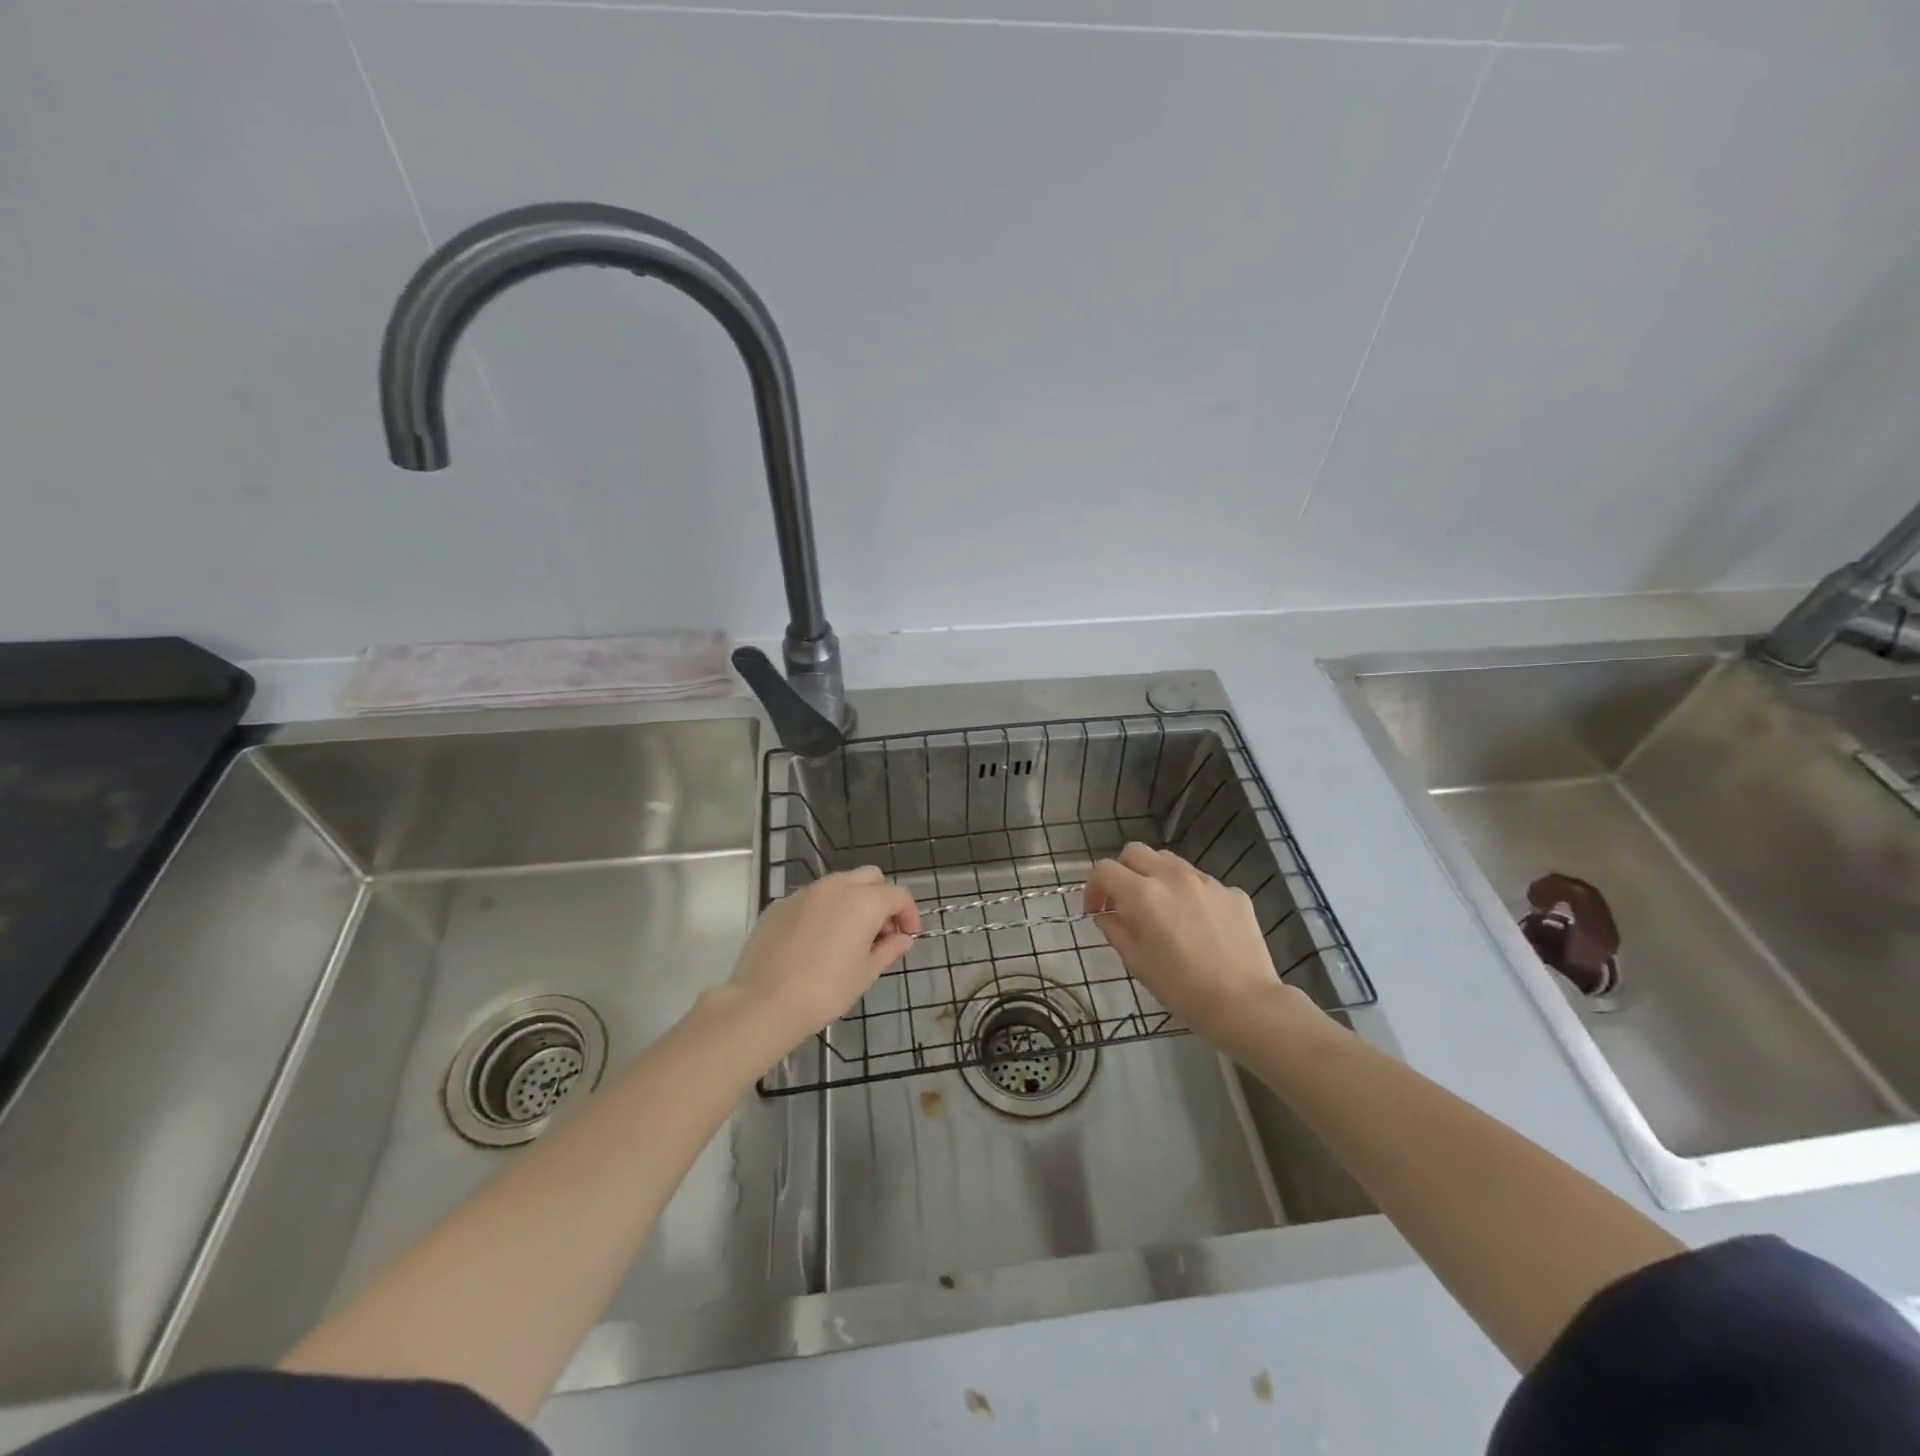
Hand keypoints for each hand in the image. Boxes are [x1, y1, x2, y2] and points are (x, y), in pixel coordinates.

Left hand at [728, 867, 920, 1045]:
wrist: (765, 1002)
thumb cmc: (826, 991)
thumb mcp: (866, 973)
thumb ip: (889, 949)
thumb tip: (902, 938)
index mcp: (864, 901)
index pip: (899, 895)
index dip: (909, 915)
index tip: (907, 937)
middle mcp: (836, 887)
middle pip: (871, 877)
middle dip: (882, 899)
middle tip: (880, 932)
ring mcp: (805, 893)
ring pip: (839, 884)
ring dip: (852, 901)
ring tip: (847, 936)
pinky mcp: (780, 904)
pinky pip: (812, 898)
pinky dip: (823, 910)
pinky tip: (816, 941)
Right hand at [1085, 844, 1323, 1046]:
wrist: (1246, 1004)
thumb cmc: (1182, 989)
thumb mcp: (1137, 962)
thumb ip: (1115, 930)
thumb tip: (1107, 914)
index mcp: (1144, 894)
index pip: (1105, 869)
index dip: (1094, 887)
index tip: (1097, 911)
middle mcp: (1174, 877)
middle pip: (1135, 852)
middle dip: (1122, 872)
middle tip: (1124, 902)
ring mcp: (1207, 881)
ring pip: (1170, 862)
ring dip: (1155, 877)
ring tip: (1162, 910)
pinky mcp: (1233, 892)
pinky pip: (1201, 883)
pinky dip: (1189, 894)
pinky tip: (1198, 925)